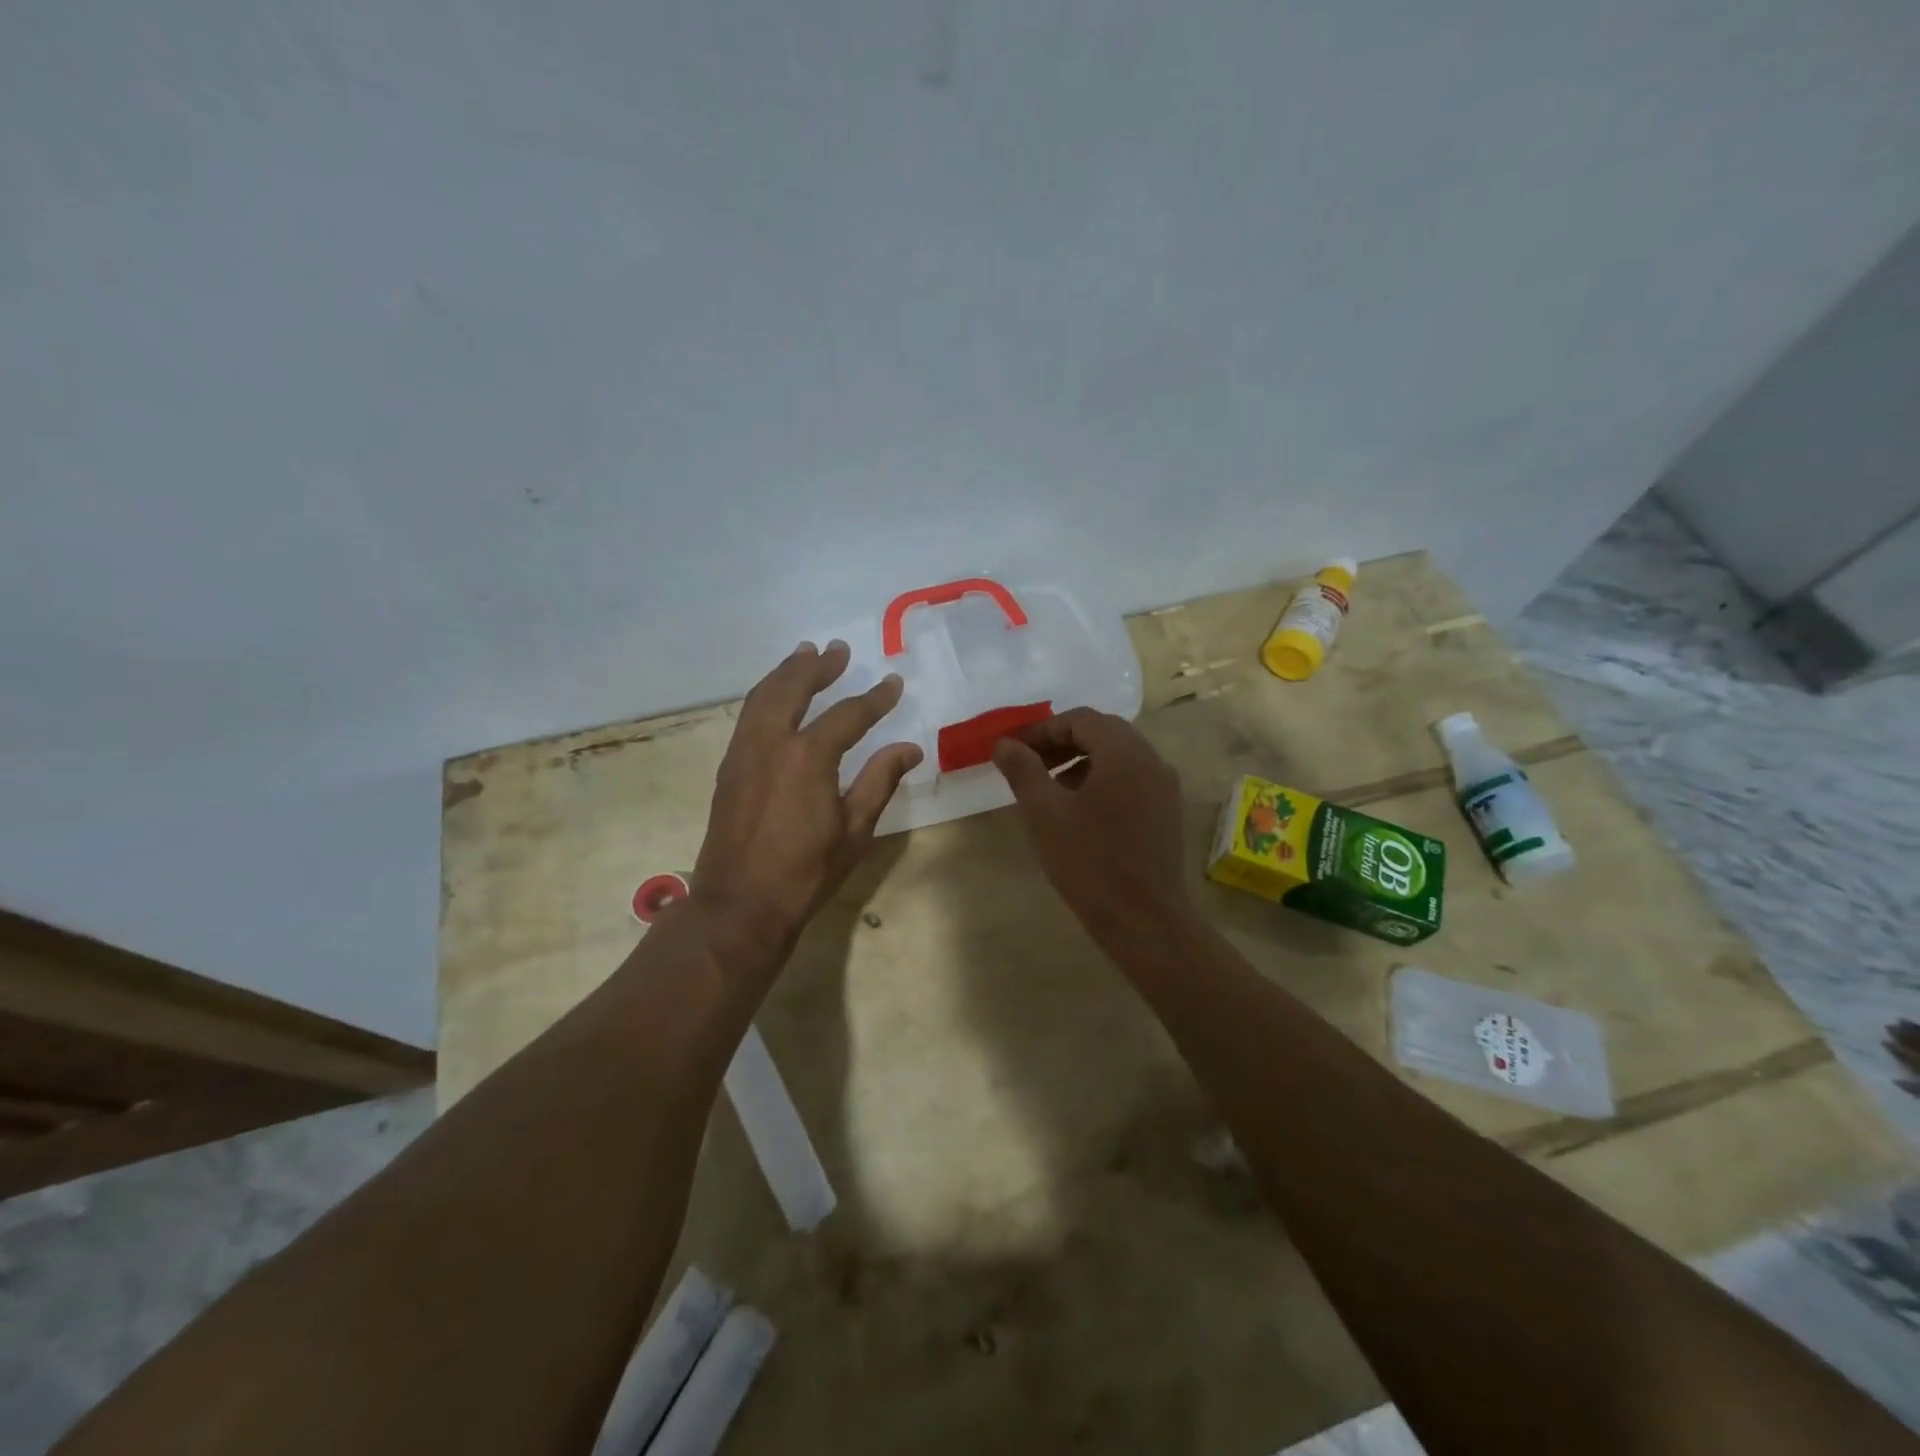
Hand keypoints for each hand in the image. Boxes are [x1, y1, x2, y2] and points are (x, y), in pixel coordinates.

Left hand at [694, 641, 921, 979]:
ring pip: (763, 696)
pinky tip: (776, 697)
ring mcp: (744, 752)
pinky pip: (748, 715)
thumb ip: (880, 781)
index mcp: (809, 757)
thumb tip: (909, 749)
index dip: (875, 698)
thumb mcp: (855, 830)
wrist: (739, 904)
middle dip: (818, 667)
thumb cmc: (805, 872)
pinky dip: (766, 694)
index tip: (894, 682)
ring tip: (804, 655)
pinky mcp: (729, 767)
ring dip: (786, 672)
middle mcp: (771, 743)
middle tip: (838, 650)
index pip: (848, 714)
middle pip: (793, 688)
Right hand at [990, 708, 1194, 947]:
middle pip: (1103, 733)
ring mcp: (1165, 787)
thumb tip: (1004, 744)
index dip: (1043, 729)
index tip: (1014, 750)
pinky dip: (1102, 780)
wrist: (1144, 921)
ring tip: (1050, 788)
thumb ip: (1023, 770)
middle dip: (1062, 743)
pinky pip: (1132, 779)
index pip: (1081, 719)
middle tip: (1029, 764)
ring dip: (1081, 761)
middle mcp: (1151, 760)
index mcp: (1124, 753)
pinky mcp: (1167, 812)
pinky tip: (1080, 811)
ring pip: (1118, 756)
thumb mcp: (1044, 814)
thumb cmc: (1089, 863)